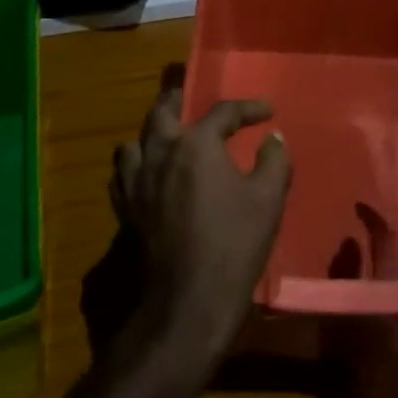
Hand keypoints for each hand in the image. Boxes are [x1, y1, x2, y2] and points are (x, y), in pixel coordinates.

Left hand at [109, 77, 291, 367]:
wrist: (190, 299)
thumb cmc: (235, 243)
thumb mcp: (269, 199)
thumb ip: (274, 161)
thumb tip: (274, 139)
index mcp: (196, 145)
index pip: (222, 112)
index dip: (248, 109)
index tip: (268, 112)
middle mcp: (160, 153)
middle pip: (162, 111)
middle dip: (180, 100)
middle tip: (193, 98)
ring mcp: (137, 181)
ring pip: (135, 142)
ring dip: (151, 133)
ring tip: (167, 137)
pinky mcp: (126, 209)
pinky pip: (123, 174)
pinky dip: (137, 166)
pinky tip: (150, 175)